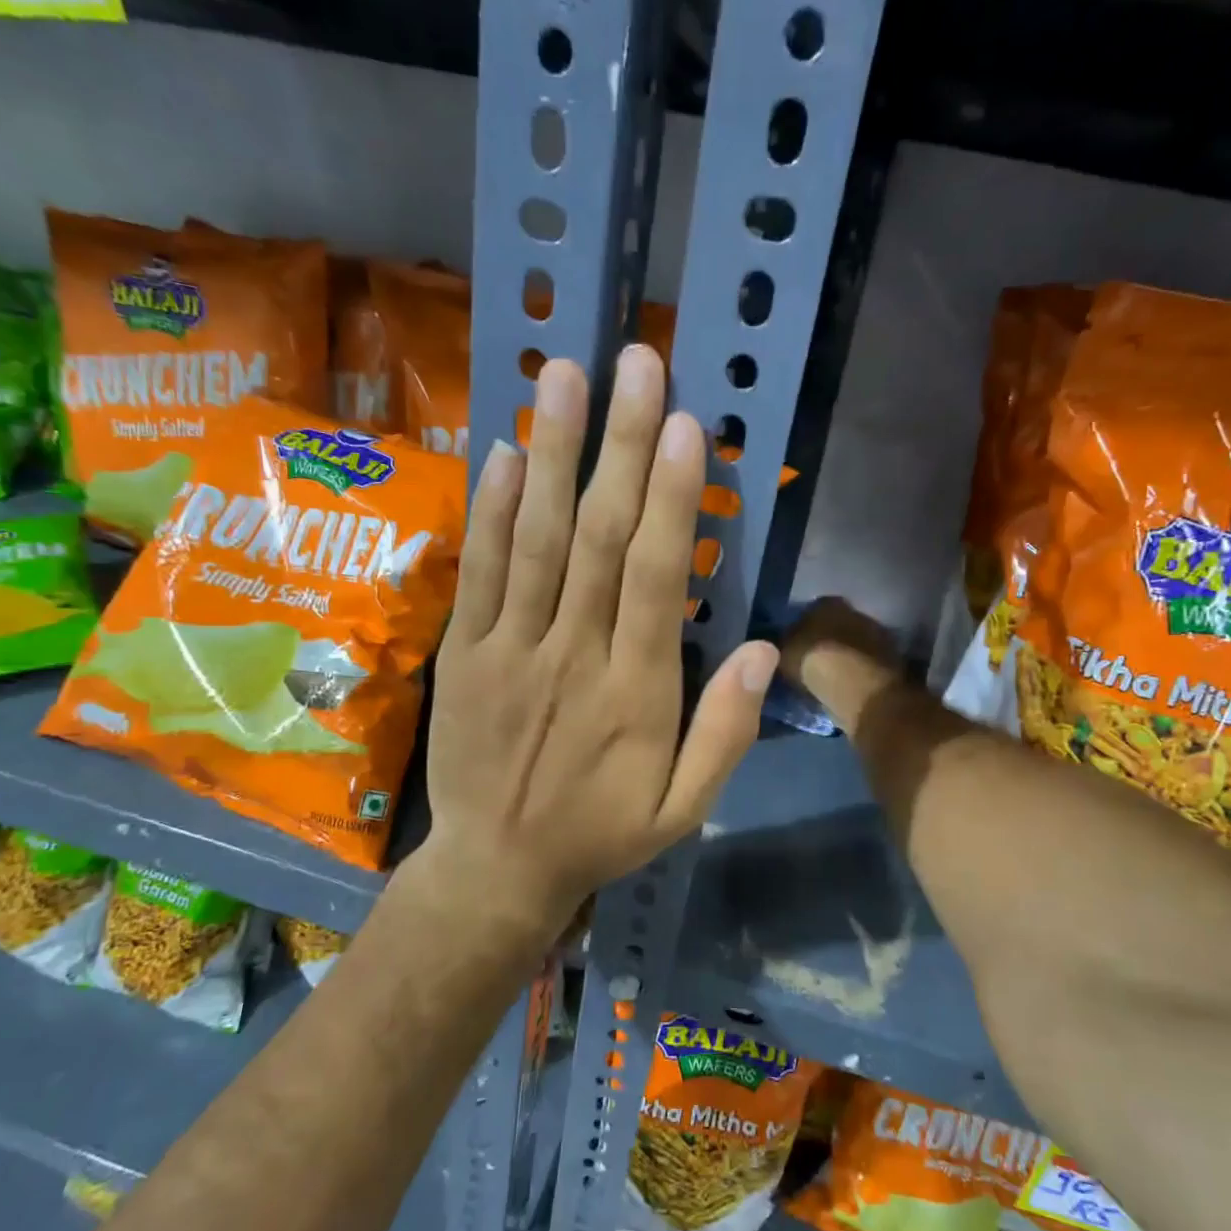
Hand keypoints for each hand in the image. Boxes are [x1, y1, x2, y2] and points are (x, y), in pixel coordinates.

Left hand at [425, 346, 777, 942]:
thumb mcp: (683, 809)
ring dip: (551, 453)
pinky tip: (503, 450)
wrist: (496, 869)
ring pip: (534, 539)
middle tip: (634, 362)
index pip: (654, 578)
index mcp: (635, 693)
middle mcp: (571, 655)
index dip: (670, 498)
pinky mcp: (463, 652)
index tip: (683, 425)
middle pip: (596, 538)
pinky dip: (490, 510)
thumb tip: (766, 650)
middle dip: (618, 446)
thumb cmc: (600, 834)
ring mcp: (509, 649)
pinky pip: (480, 572)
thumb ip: (725, 733)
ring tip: (564, 376)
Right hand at [779, 596, 905, 737]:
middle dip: (827, 640)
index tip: (795, 646)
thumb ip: (783, 644)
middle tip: (813, 661)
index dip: (802, 628)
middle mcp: (855, 611)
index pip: (811, 610)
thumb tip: (780, 643)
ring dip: (845, 655)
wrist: (858, 688)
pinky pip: (867, 662)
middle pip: (837, 625)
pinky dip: (859, 671)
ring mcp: (877, 634)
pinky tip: (849, 685)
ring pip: (854, 643)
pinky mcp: (892, 659)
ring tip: (831, 676)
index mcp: (827, 603)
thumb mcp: (784, 654)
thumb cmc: (815, 664)